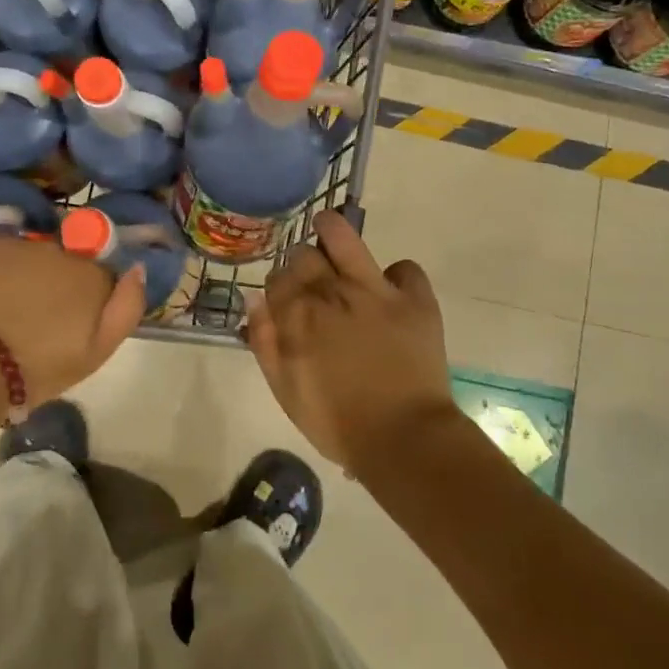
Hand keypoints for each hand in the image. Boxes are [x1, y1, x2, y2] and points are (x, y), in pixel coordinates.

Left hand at [0, 235, 146, 413]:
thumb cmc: (34, 368)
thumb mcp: (96, 353)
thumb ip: (127, 308)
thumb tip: (137, 269)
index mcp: (89, 275)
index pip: (97, 275)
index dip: (83, 298)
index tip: (67, 325)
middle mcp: (56, 248)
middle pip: (59, 261)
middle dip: (49, 284)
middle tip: (29, 321)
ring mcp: (12, 243)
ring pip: (22, 256)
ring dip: (16, 275)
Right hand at [245, 210, 456, 473]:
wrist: (402, 439)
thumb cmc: (336, 423)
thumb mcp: (285, 390)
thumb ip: (264, 342)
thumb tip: (254, 299)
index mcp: (297, 316)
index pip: (277, 279)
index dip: (279, 286)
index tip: (285, 298)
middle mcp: (332, 292)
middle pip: (305, 256)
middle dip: (301, 263)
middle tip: (310, 279)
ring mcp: (375, 291)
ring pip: (345, 238)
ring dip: (333, 230)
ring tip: (330, 229)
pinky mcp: (414, 299)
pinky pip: (405, 268)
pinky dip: (398, 276)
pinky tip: (393, 288)